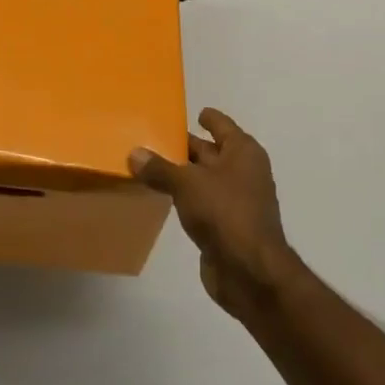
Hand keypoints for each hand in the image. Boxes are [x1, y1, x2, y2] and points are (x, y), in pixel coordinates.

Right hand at [131, 109, 305, 319]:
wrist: (250, 271)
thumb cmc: (225, 213)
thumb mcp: (187, 184)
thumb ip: (160, 168)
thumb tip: (134, 154)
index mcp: (243, 152)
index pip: (223, 126)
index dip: (208, 118)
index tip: (192, 113)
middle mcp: (242, 172)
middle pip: (210, 152)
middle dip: (186, 146)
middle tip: (153, 137)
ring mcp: (235, 200)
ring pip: (203, 179)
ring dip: (181, 174)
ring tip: (149, 165)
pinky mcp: (225, 226)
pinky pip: (200, 202)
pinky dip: (184, 198)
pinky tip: (162, 196)